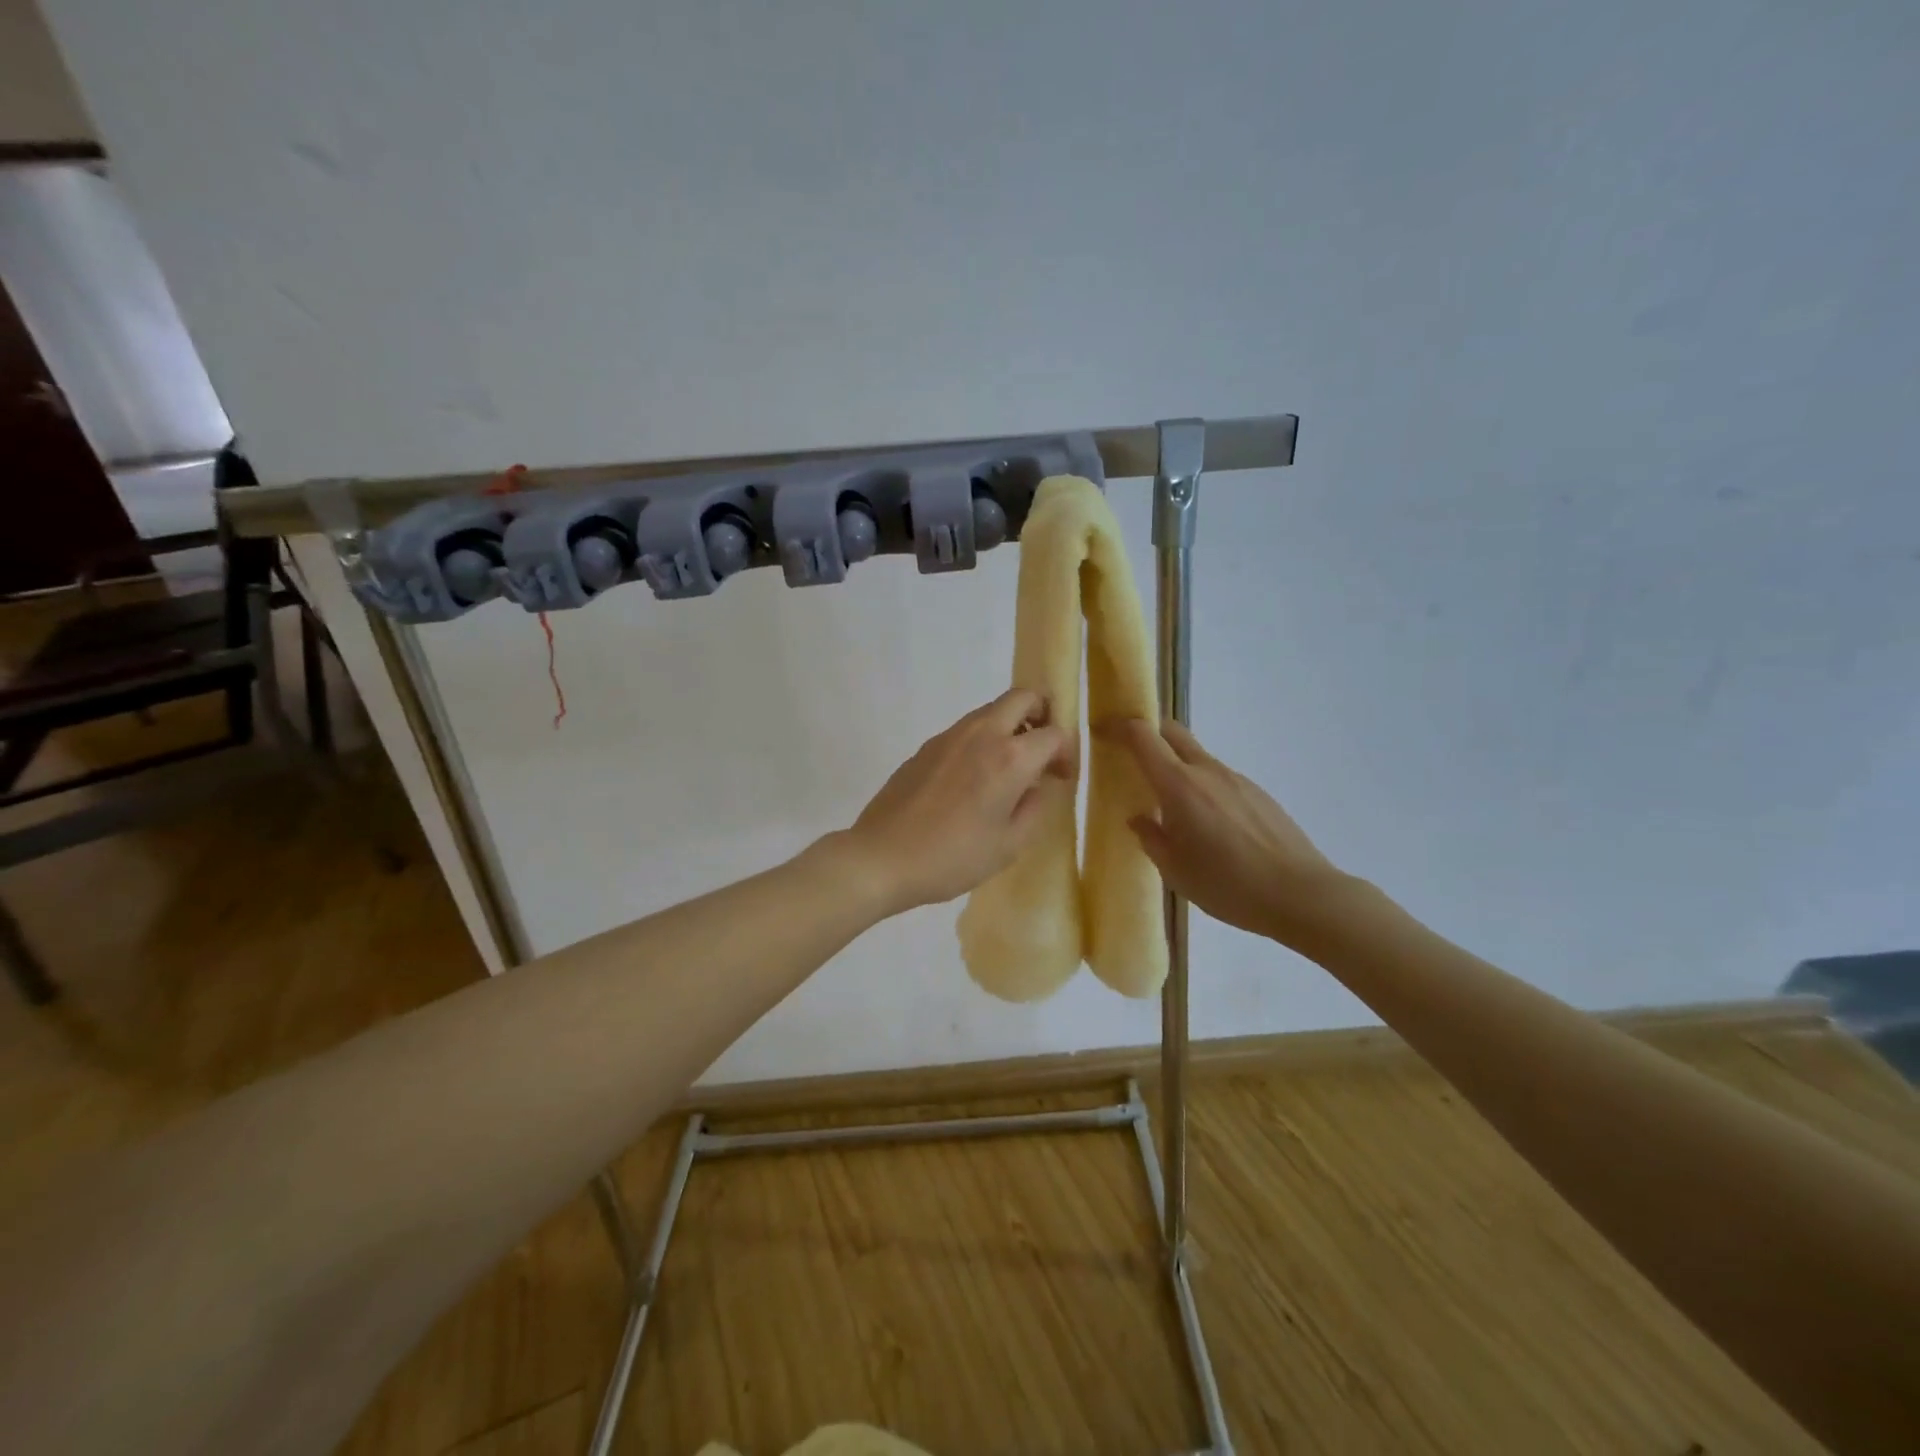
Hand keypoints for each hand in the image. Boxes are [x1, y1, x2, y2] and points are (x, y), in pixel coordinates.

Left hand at [841, 689, 1073, 914]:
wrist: (883, 857)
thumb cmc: (953, 857)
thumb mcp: (1009, 845)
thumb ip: (1035, 807)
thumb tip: (1039, 784)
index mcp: (1009, 757)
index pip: (1054, 733)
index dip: (1066, 753)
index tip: (1061, 777)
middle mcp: (982, 734)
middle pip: (1022, 697)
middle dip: (1041, 714)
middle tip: (1041, 750)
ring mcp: (950, 735)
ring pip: (991, 710)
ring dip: (1010, 726)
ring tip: (1008, 769)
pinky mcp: (927, 746)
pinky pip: (966, 729)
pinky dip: (982, 740)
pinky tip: (973, 781)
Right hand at [1097, 717, 1346, 946]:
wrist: (1300, 894)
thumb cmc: (1228, 885)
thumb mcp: (1175, 871)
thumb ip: (1151, 838)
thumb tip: (1139, 818)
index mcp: (1179, 786)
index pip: (1143, 737)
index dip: (1120, 727)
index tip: (1103, 730)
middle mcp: (1207, 771)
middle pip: (1172, 732)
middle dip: (1148, 732)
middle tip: (1131, 754)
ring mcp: (1236, 779)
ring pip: (1197, 756)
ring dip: (1176, 764)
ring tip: (1170, 803)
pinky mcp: (1257, 793)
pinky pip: (1219, 777)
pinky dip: (1202, 785)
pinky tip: (1208, 823)